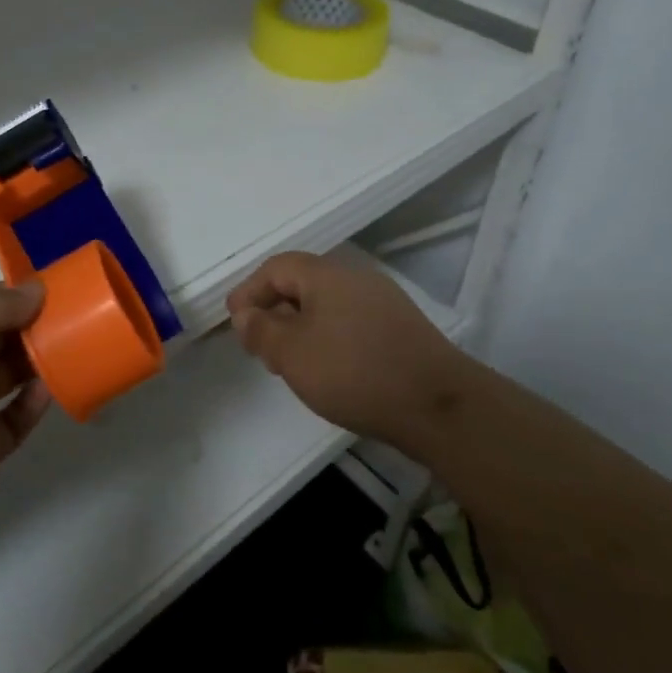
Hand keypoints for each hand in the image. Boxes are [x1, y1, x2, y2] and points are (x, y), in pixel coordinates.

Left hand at [0, 282, 50, 518]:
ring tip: (73, 346)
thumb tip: (38, 290)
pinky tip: (51, 388)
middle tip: (72, 316)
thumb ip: (3, 301)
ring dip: (36, 362)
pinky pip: (13, 420)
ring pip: (5, 377)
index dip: (9, 296)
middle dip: (29, 326)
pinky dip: (33, 404)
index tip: (49, 290)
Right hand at [226, 252, 469, 450]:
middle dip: (274, 310)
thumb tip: (245, 314)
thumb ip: (262, 330)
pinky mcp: (400, 329)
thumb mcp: (293, 354)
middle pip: (303, 283)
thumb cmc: (354, 372)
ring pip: (327, 305)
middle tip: (258, 345)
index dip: (249, 291)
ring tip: (288, 361)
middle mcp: (356, 278)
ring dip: (300, 326)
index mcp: (327, 274)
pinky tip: (327, 368)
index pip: (276, 268)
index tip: (234, 321)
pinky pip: (350, 321)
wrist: (438, 405)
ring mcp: (383, 302)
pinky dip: (327, 337)